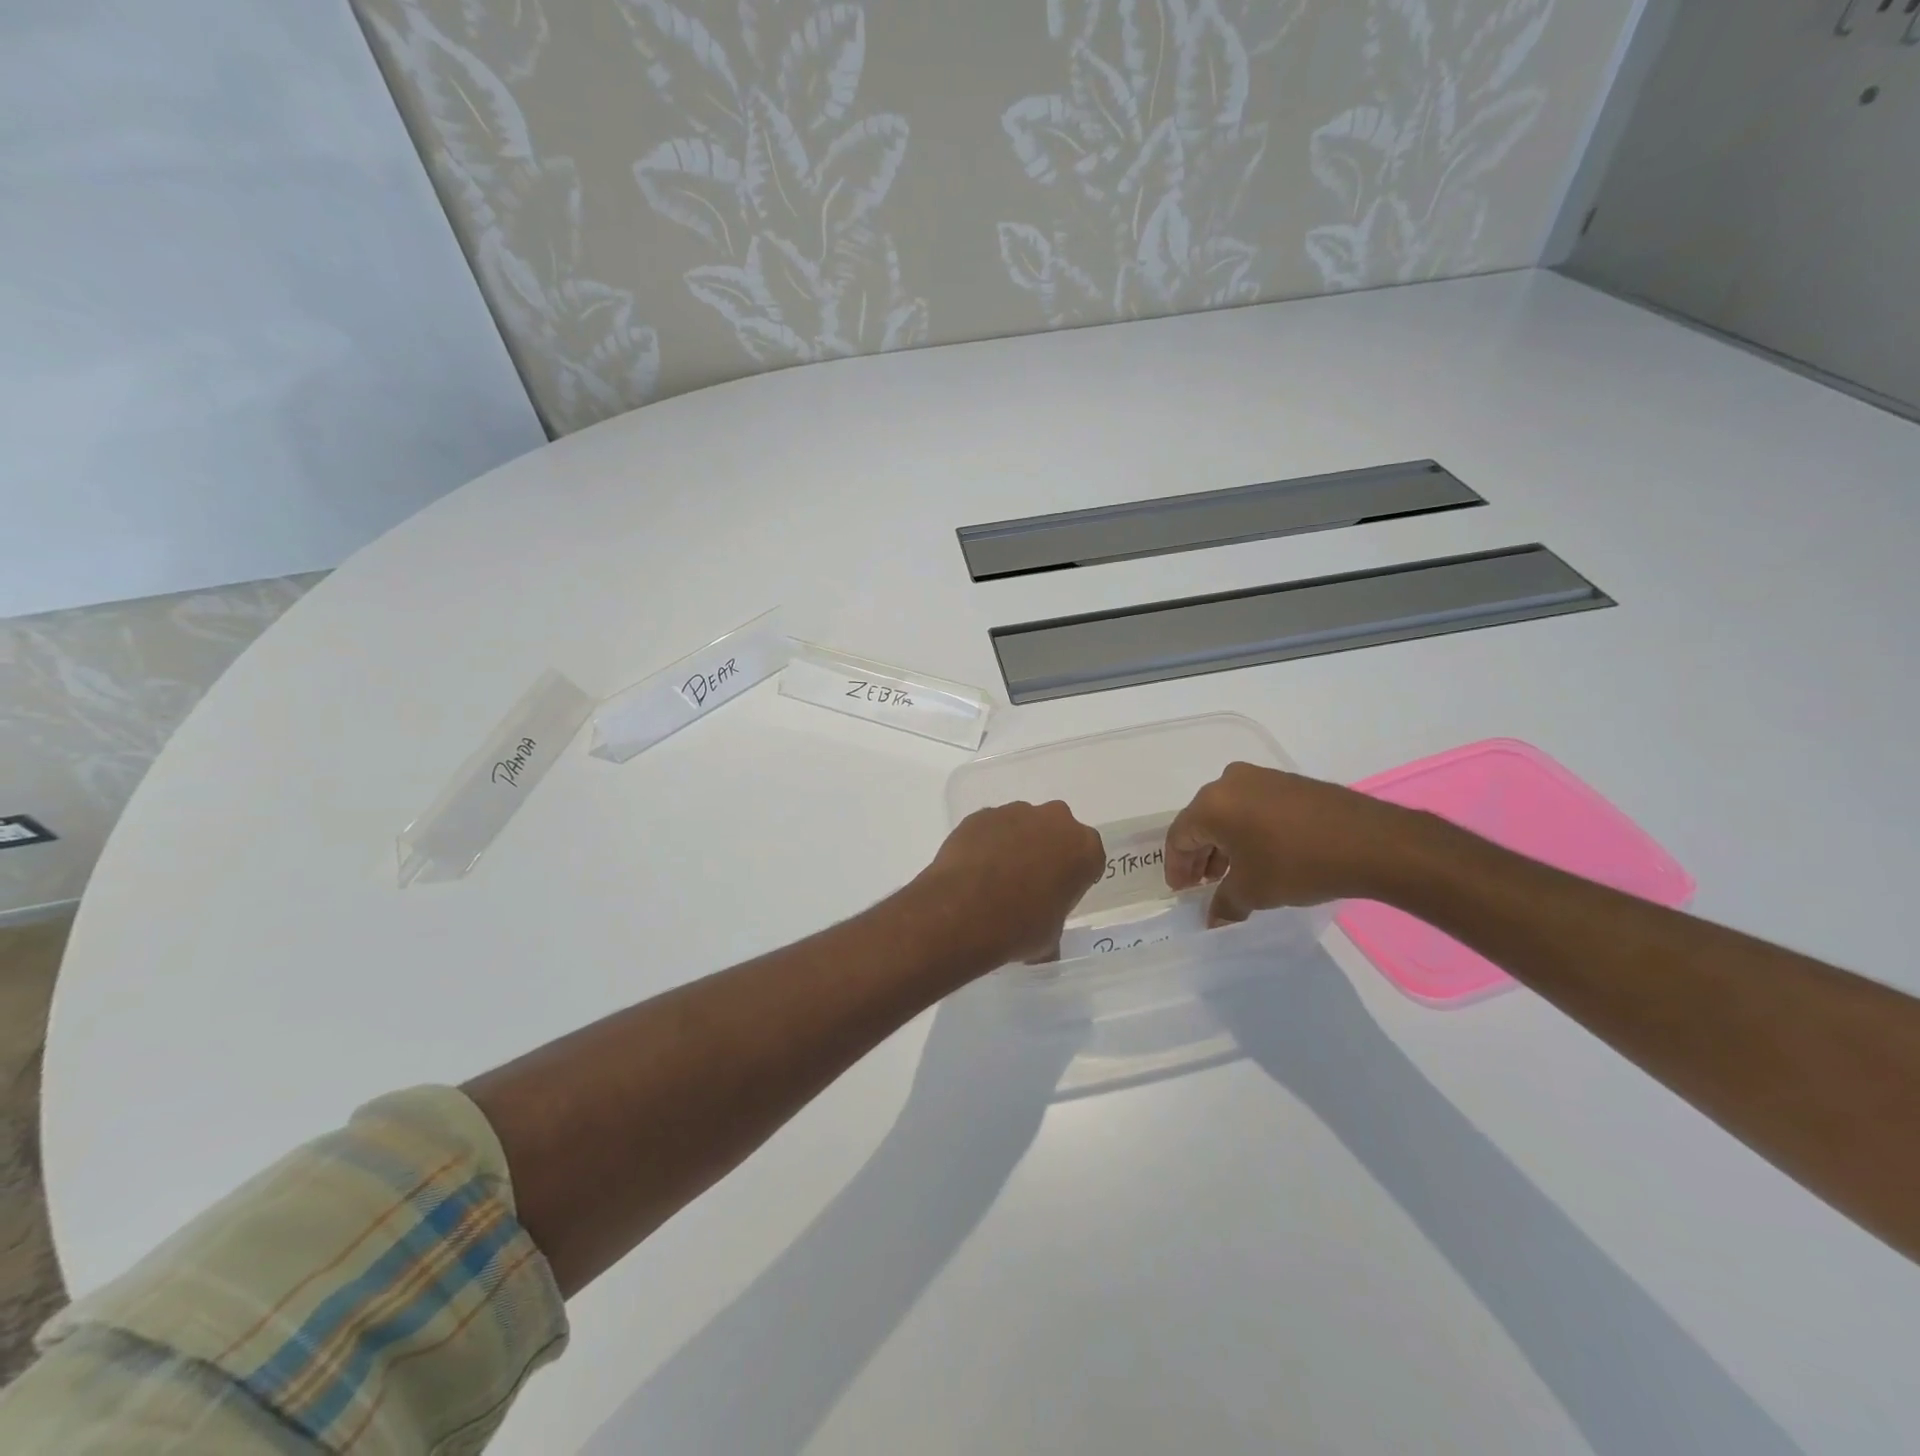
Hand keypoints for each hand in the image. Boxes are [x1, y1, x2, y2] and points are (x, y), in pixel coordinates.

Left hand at [907, 801, 1104, 967]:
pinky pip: (990, 828)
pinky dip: (986, 843)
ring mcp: (1015, 812)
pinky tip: (973, 871)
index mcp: (1084, 848)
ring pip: (1021, 826)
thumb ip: (1053, 928)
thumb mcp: (1049, 939)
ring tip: (994, 879)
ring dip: (1014, 845)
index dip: (1072, 876)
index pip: (1087, 858)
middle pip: (1056, 833)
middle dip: (1045, 851)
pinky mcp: (981, 814)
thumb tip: (1045, 946)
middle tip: (1028, 884)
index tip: (1058, 894)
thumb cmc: (1020, 927)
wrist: (964, 912)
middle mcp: (1055, 820)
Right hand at [1165, 762, 1416, 923]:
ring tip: (1232, 873)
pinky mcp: (1288, 782)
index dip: (1177, 867)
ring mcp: (1261, 778)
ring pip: (1228, 813)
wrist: (1370, 842)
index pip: (1179, 836)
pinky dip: (1247, 830)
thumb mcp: (1254, 891)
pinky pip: (1253, 807)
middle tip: (1203, 884)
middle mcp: (1229, 782)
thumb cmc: (1297, 864)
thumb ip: (1225, 904)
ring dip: (1224, 843)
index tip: (1182, 891)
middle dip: (1200, 855)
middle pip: (1202, 821)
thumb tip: (1213, 919)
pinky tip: (1260, 854)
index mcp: (1211, 805)